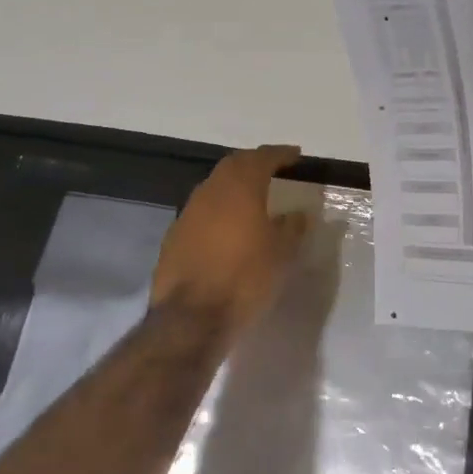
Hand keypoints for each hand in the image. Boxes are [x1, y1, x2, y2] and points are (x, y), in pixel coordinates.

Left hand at [151, 145, 308, 331]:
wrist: (191, 319)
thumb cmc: (245, 279)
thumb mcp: (282, 254)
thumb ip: (292, 227)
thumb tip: (298, 213)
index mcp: (240, 188)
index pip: (262, 158)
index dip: (280, 154)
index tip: (296, 155)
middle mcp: (210, 192)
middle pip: (233, 165)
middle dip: (254, 163)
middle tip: (273, 169)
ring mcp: (188, 213)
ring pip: (214, 187)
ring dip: (234, 186)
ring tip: (253, 197)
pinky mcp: (174, 237)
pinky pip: (202, 211)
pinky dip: (219, 210)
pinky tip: (229, 227)